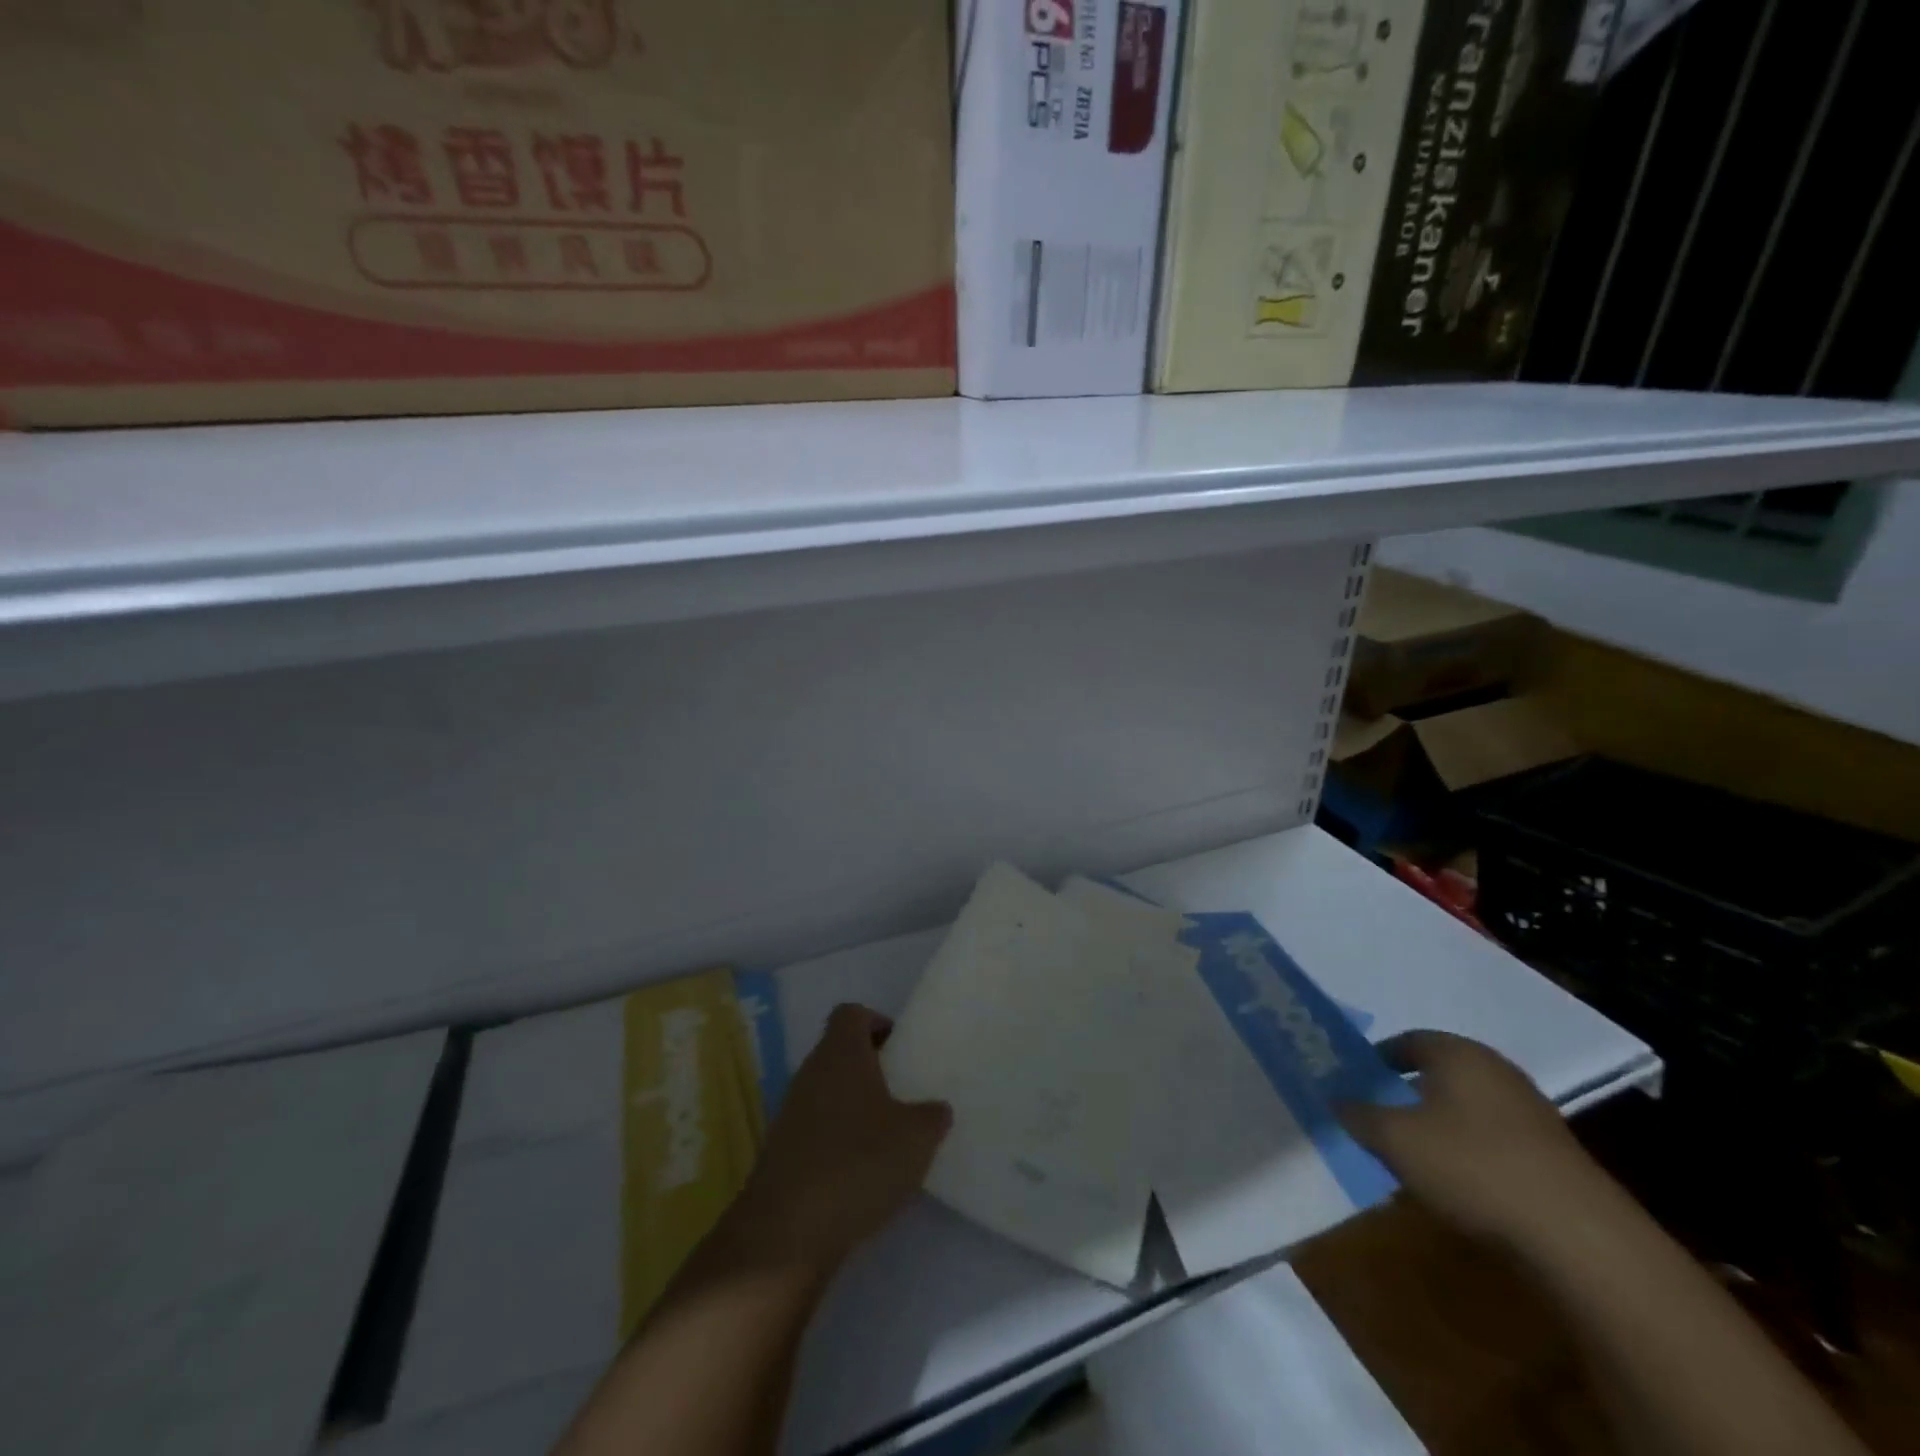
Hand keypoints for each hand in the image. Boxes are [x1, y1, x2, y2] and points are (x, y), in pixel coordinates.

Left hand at [728, 1004, 951, 1271]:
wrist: (786, 1233)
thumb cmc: (857, 1163)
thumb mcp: (916, 1137)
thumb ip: (932, 1115)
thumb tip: (935, 1108)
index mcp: (840, 1053)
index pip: (851, 1014)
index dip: (877, 1023)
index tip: (901, 1050)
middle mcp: (810, 1073)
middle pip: (839, 1052)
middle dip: (871, 1069)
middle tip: (904, 1094)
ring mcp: (790, 1113)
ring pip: (828, 1092)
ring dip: (855, 1107)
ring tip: (889, 1137)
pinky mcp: (781, 1153)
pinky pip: (816, 1130)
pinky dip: (838, 1141)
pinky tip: (862, 1173)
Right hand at [1339, 1030, 1616, 1251]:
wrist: (1580, 1237)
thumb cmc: (1473, 1167)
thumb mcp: (1395, 1140)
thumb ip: (1358, 1114)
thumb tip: (1336, 1098)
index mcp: (1457, 1053)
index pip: (1406, 1041)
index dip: (1376, 1059)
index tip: (1355, 1081)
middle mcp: (1495, 1069)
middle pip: (1439, 1071)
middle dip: (1407, 1090)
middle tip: (1378, 1115)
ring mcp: (1530, 1110)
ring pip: (1467, 1106)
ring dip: (1440, 1123)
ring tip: (1414, 1153)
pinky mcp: (1553, 1152)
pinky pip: (1494, 1137)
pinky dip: (1471, 1150)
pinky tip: (1459, 1181)